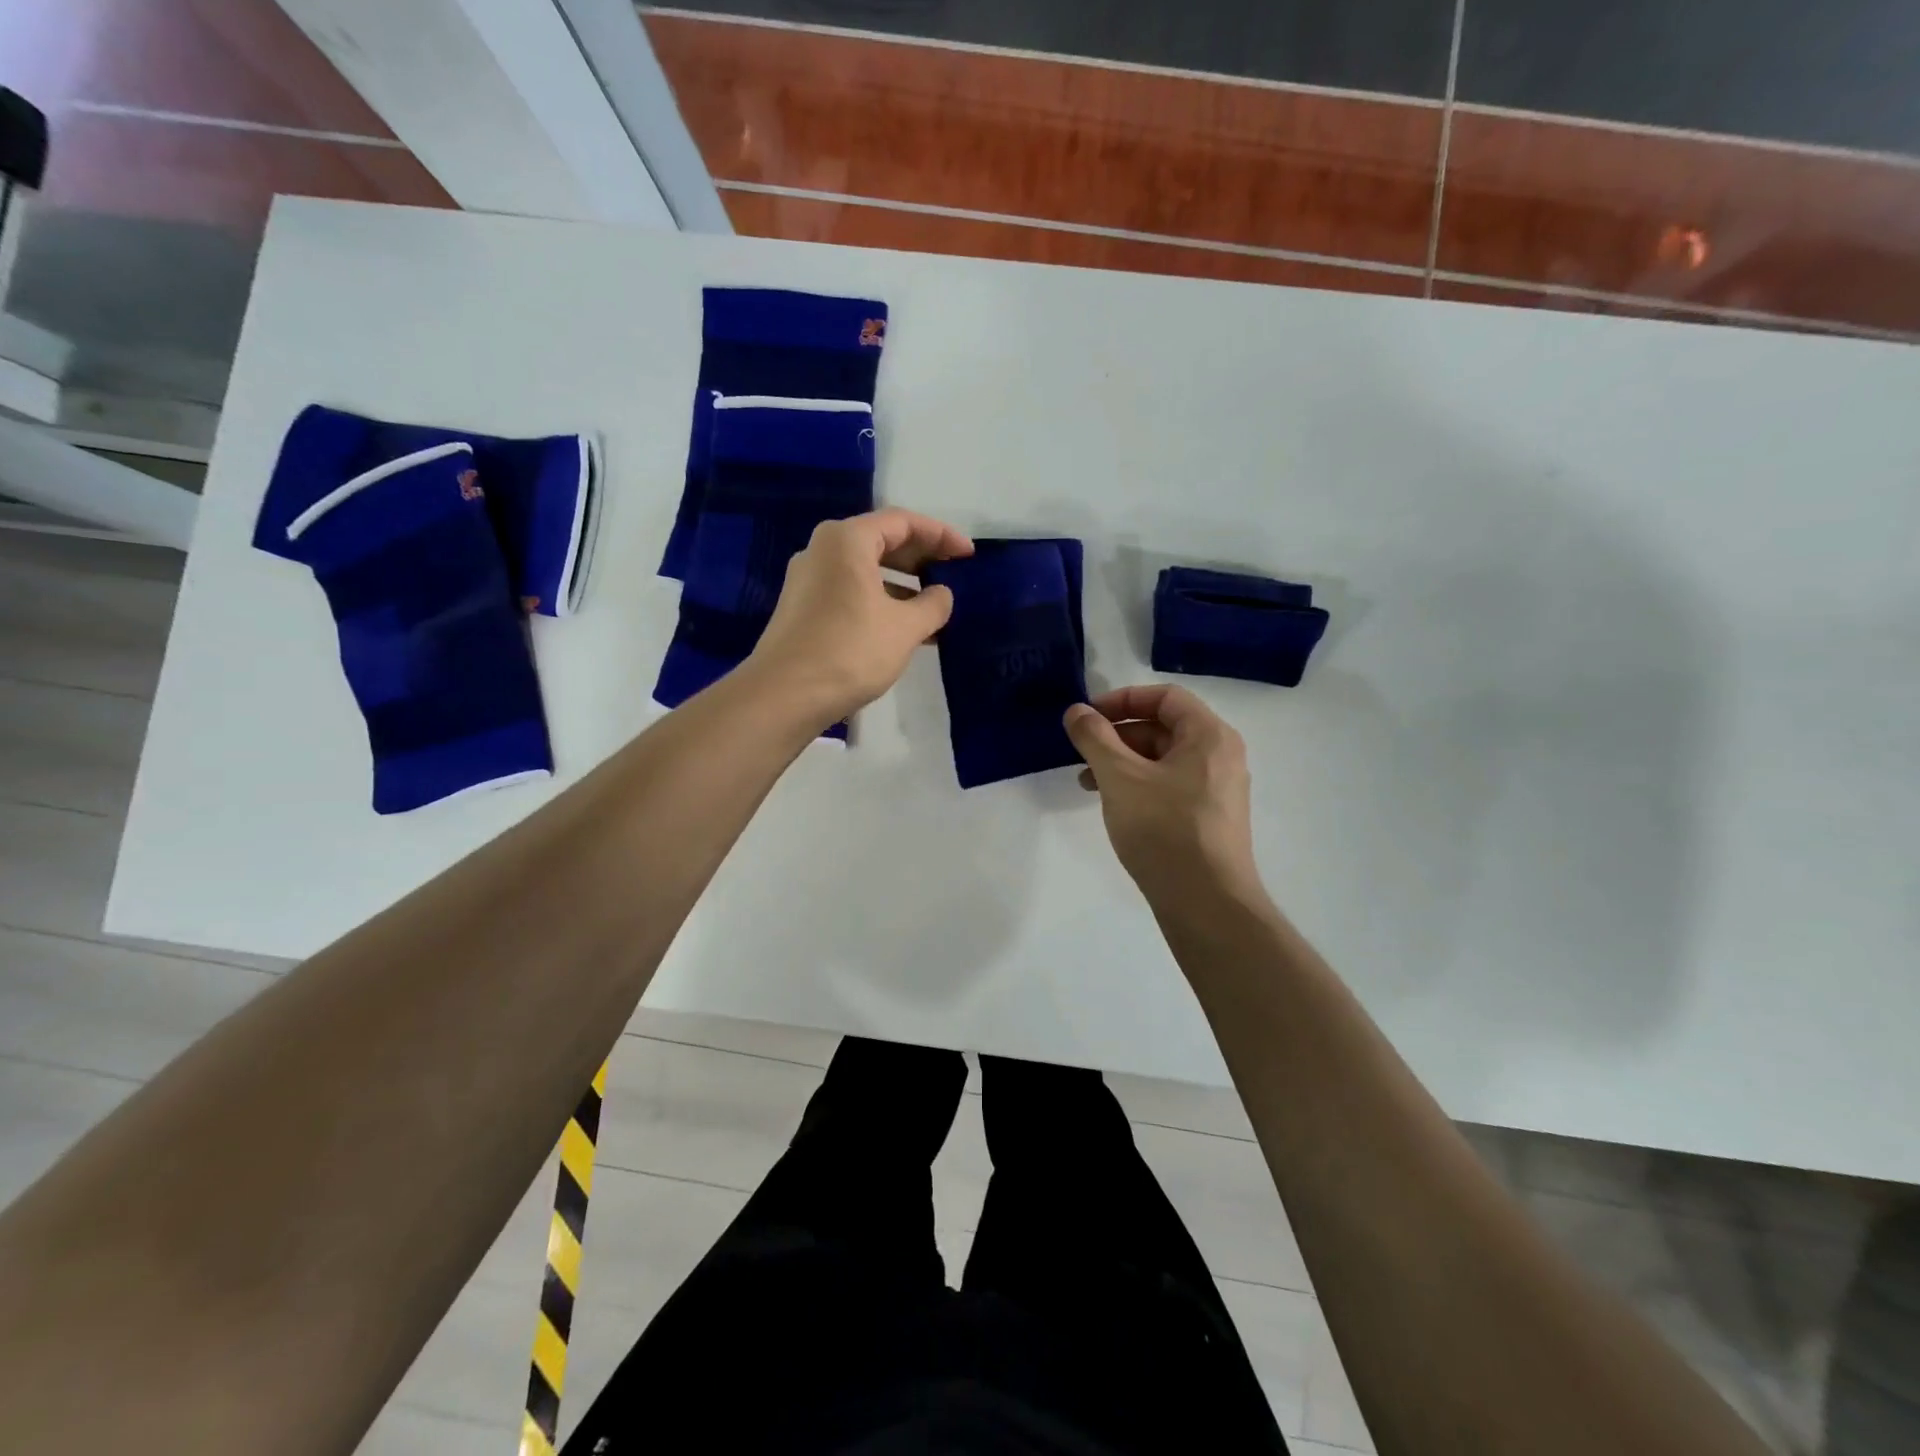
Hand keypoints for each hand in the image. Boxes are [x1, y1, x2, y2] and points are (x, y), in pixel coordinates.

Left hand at [746, 508, 973, 727]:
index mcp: (846, 540)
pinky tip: (903, 629)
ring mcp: (808, 580)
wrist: (785, 695)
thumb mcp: (905, 628)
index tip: (968, 555)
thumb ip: (933, 605)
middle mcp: (822, 550)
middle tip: (953, 574)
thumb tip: (942, 594)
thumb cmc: (850, 651)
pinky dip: (880, 601)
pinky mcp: (803, 609)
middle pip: (881, 542)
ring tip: (933, 608)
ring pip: (866, 570)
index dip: (941, 535)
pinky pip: (850, 592)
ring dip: (902, 585)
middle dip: (921, 558)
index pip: (903, 522)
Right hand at [1064, 685, 1261, 901]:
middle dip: (1117, 735)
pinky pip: (1169, 785)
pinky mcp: (1208, 817)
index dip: (1122, 700)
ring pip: (1163, 759)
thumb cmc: (1164, 829)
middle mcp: (1220, 756)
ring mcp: (1217, 789)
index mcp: (1209, 736)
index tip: (1087, 716)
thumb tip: (1076, 711)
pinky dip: (1138, 785)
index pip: (1165, 697)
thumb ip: (1094, 738)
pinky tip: (1113, 805)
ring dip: (1122, 762)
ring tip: (1087, 783)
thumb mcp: (1120, 778)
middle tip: (1081, 752)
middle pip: (1163, 727)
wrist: (1206, 903)